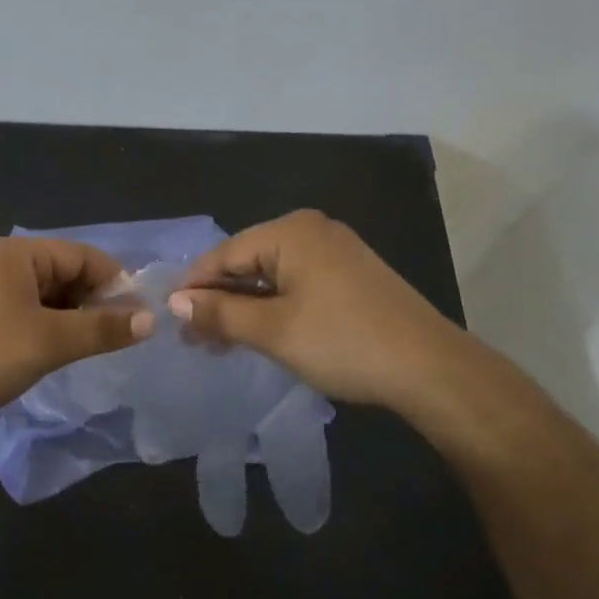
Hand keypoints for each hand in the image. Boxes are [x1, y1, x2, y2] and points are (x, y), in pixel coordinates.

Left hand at [0, 236, 151, 414]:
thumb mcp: (51, 340)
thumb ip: (103, 328)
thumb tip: (151, 320)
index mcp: (21, 254)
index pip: (84, 256)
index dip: (116, 283)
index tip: (139, 317)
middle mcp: (6, 263)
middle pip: (67, 273)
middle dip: (96, 302)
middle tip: (119, 337)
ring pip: (50, 296)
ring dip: (75, 318)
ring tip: (94, 347)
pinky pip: (31, 312)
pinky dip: (52, 328)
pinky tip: (61, 352)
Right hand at [169, 210, 468, 406]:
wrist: (431, 369)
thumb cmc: (343, 343)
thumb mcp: (272, 330)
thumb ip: (219, 312)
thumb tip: (174, 301)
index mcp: (291, 232)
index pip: (223, 254)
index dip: (192, 287)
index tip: (167, 319)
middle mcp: (311, 230)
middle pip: (246, 262)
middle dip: (217, 299)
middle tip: (191, 338)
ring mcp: (334, 250)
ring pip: (270, 275)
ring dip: (242, 307)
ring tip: (217, 342)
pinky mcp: (348, 274)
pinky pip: (294, 283)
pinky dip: (271, 306)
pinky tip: (256, 332)